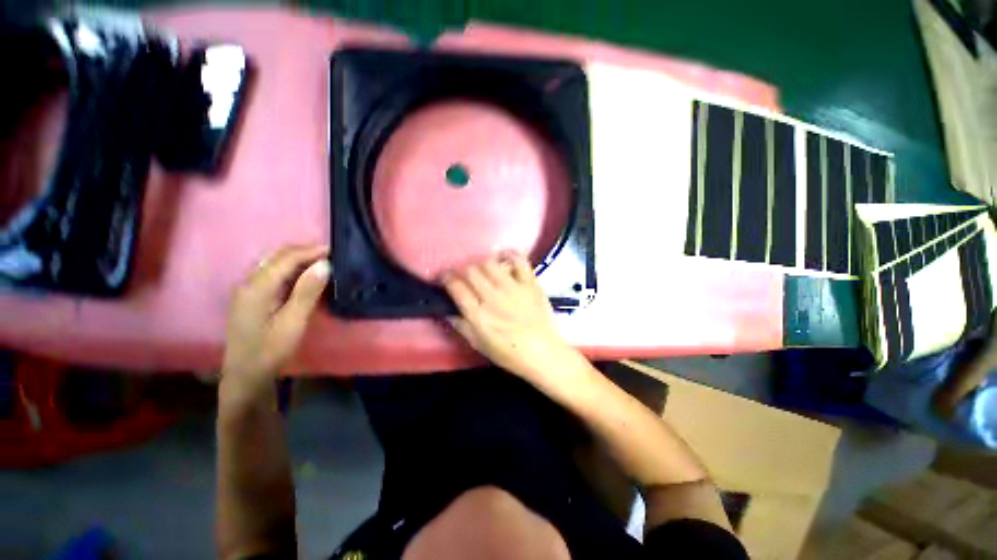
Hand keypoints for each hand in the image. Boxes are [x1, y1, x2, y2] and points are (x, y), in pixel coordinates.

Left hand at [221, 245, 329, 401]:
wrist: (246, 376)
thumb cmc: (271, 350)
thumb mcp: (293, 322)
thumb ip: (307, 291)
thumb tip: (324, 264)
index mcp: (257, 287)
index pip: (286, 258)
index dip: (311, 251)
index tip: (335, 250)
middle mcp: (248, 283)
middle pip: (277, 257)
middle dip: (304, 252)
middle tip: (331, 256)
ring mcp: (247, 290)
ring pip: (273, 264)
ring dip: (297, 259)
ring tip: (321, 263)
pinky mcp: (251, 298)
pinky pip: (271, 274)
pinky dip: (290, 270)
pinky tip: (303, 277)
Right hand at [443, 253, 586, 388]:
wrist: (543, 353)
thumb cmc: (509, 353)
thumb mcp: (479, 344)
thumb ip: (461, 325)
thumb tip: (446, 309)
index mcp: (478, 315)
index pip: (456, 287)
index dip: (446, 278)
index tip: (445, 277)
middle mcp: (493, 297)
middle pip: (471, 271)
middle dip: (463, 270)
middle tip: (465, 276)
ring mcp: (513, 288)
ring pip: (490, 263)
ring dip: (483, 264)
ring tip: (485, 271)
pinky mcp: (530, 283)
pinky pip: (518, 260)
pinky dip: (510, 255)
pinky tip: (505, 259)